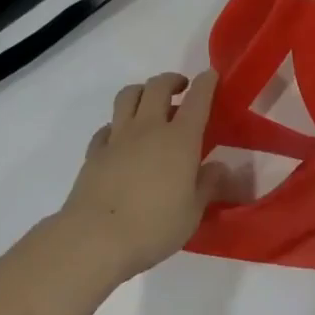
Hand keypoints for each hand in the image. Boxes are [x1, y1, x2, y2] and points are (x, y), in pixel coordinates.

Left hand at [59, 71, 227, 283]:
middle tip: (181, 88)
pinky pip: (107, 126)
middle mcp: (149, 128)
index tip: (211, 75)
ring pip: (128, 96)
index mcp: (179, 139)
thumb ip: (209, 185)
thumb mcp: (193, 213)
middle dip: (172, 80)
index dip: (206, 82)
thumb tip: (220, 166)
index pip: (197, 99)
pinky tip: (121, 139)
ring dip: (142, 91)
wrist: (95, 238)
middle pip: (158, 86)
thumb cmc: (153, 227)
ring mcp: (118, 137)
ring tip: (149, 102)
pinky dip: (117, 125)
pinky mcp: (95, 152)